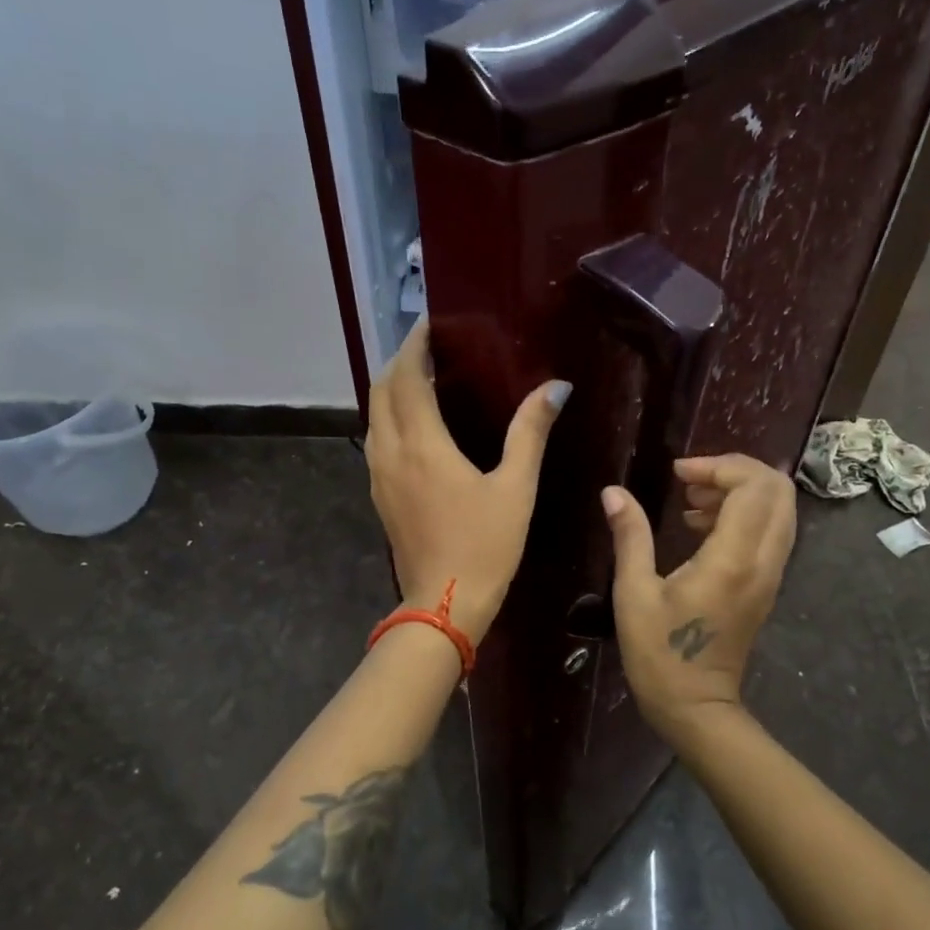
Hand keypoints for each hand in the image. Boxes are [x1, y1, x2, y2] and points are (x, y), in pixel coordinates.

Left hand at [366, 320, 570, 643]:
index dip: (415, 345)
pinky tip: (417, 425)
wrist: (443, 604)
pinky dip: (390, 417)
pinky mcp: (379, 495)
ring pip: (373, 416)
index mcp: (422, 444)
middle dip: (399, 361)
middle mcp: (390, 452)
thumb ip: (530, 433)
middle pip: (380, 390)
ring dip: (391, 389)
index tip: (431, 324)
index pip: (405, 377)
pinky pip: (377, 440)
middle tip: (431, 348)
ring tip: (423, 378)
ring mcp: (378, 476)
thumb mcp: (515, 488)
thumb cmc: (484, 546)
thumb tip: (556, 388)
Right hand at [602, 454, 796, 741]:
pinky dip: (745, 513)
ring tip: (692, 500)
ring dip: (741, 491)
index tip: (678, 472)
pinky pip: (771, 530)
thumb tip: (613, 492)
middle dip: (735, 470)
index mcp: (732, 559)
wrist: (696, 706)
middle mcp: (763, 561)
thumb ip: (630, 536)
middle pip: (777, 489)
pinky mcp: (766, 584)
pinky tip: (701, 526)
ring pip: (780, 509)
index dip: (718, 465)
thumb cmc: (659, 653)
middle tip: (690, 479)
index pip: (753, 486)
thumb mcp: (634, 593)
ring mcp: (771, 574)